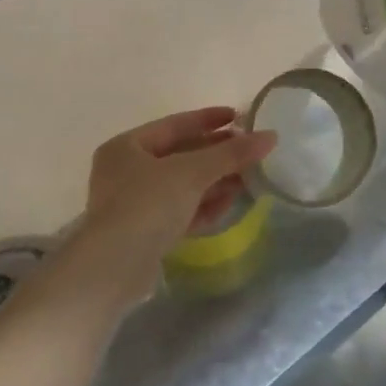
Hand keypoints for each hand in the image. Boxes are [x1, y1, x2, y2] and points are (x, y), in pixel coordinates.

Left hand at [77, 107, 276, 300]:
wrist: (114, 269)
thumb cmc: (147, 205)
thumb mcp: (192, 172)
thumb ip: (232, 154)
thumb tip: (271, 136)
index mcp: (127, 147)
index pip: (175, 125)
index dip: (209, 119)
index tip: (239, 117)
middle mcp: (126, 172)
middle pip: (181, 156)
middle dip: (217, 155)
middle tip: (250, 152)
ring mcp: (134, 204)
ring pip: (183, 185)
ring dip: (216, 181)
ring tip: (249, 179)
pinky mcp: (145, 233)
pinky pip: (180, 211)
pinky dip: (204, 206)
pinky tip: (230, 205)